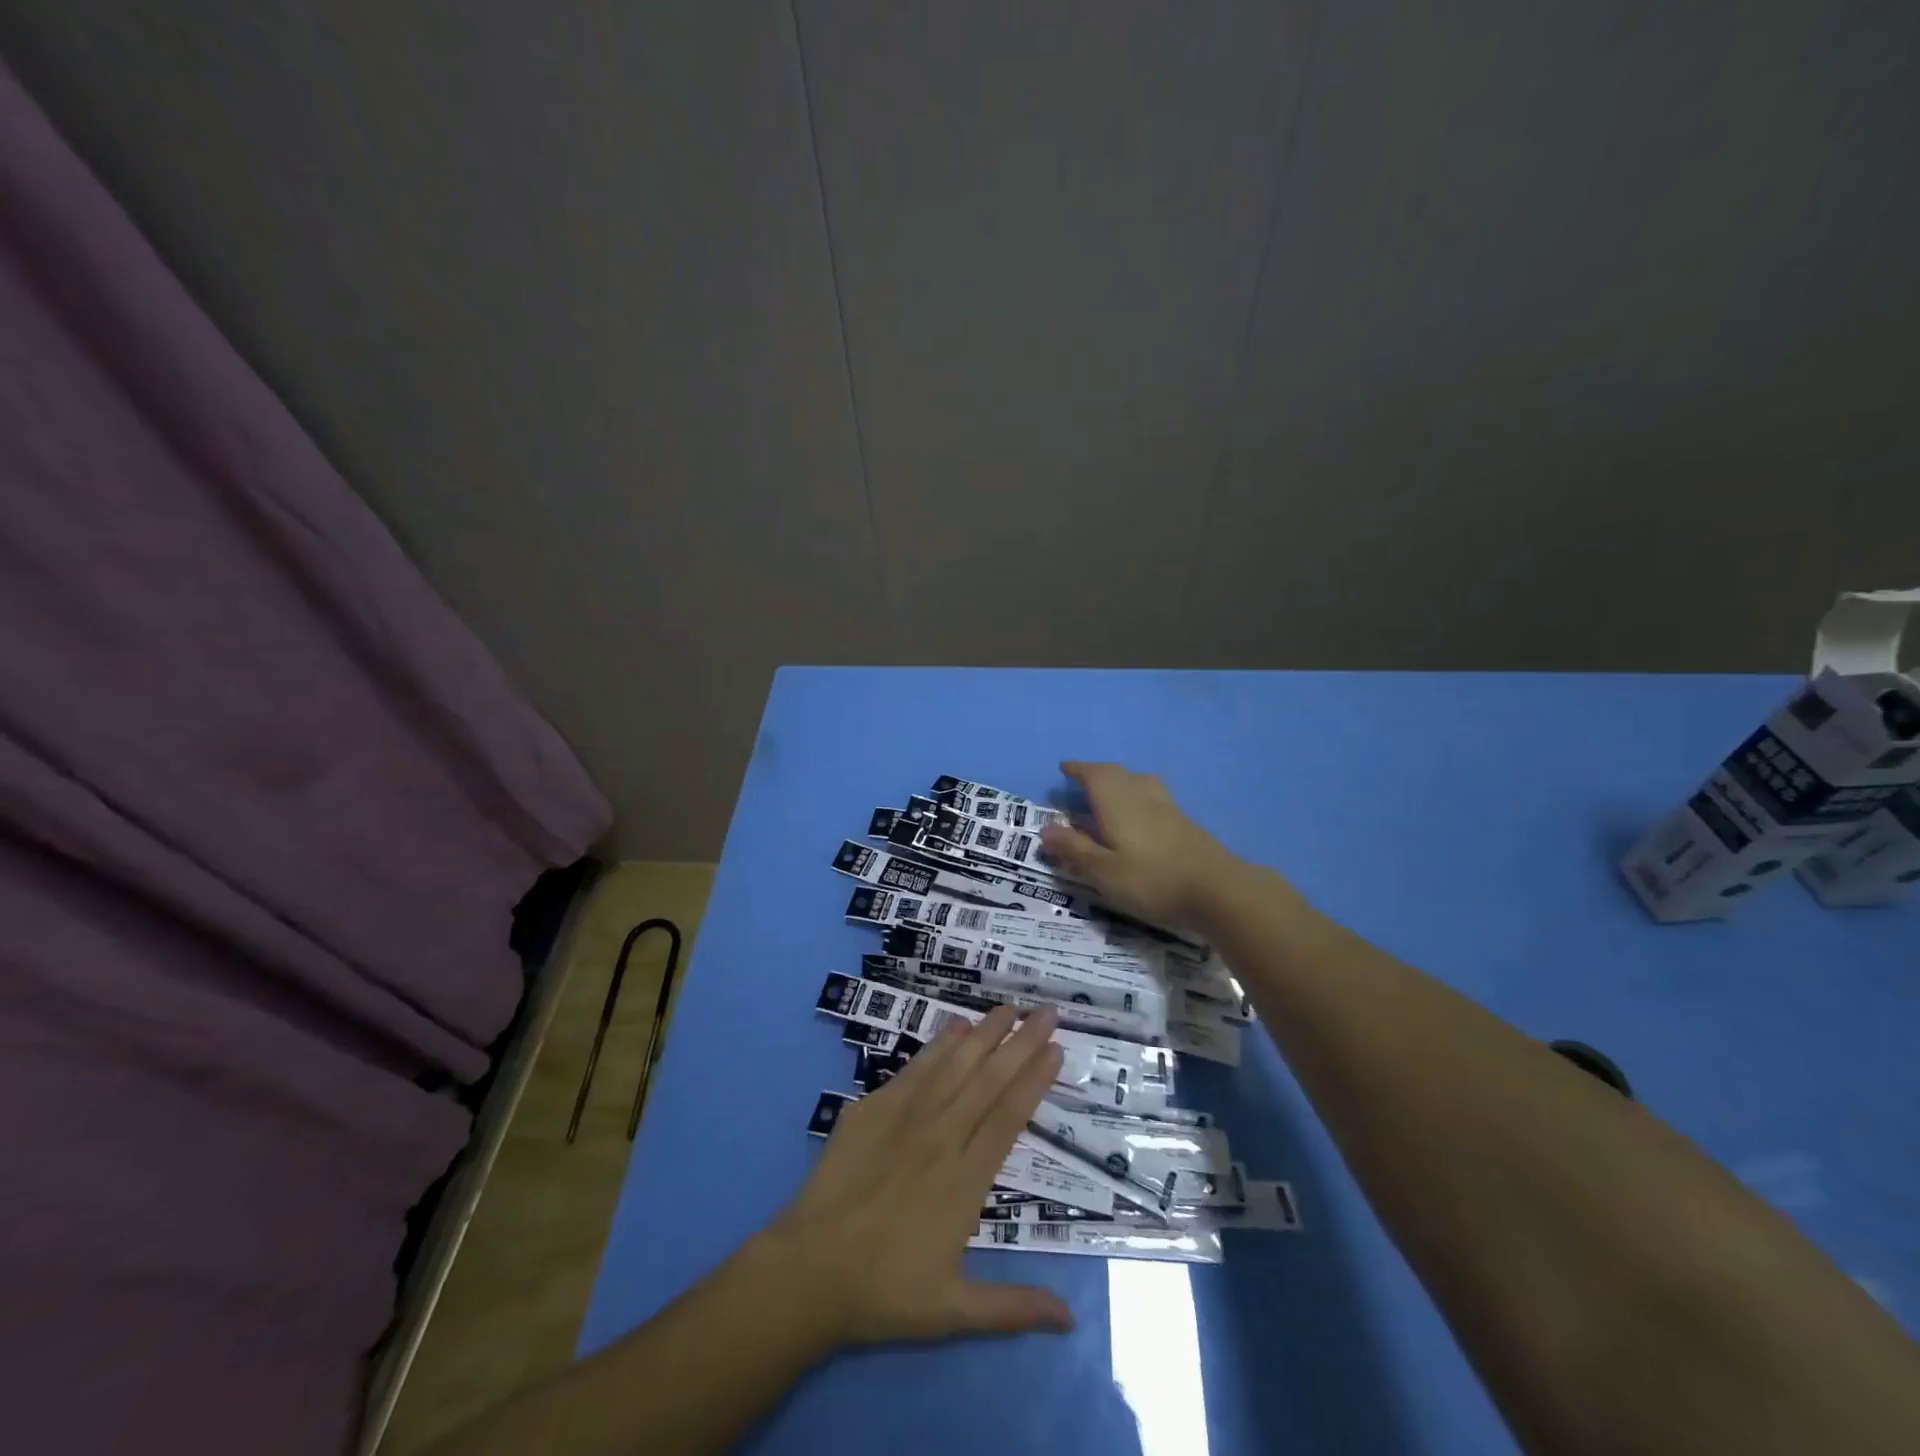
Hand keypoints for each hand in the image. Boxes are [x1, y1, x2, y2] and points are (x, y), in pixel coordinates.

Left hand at [765, 1005, 1072, 1346]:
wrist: (810, 1270)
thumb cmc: (884, 1291)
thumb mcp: (953, 1311)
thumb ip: (1013, 1307)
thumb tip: (1071, 1321)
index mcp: (966, 1179)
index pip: (1010, 1116)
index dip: (1035, 1079)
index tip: (1056, 1048)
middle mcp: (942, 1136)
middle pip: (988, 1080)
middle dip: (1021, 1042)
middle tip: (1047, 1011)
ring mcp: (906, 1117)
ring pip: (955, 1065)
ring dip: (985, 1033)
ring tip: (1009, 1007)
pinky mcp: (873, 1108)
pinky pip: (915, 1068)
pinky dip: (939, 1045)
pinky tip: (956, 1026)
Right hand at [1039, 761, 1239, 927]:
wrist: (1219, 890)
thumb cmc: (1152, 881)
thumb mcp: (1104, 872)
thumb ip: (1074, 849)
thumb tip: (1046, 828)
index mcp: (1117, 802)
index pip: (1093, 775)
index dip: (1078, 770)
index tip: (1064, 768)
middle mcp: (1141, 796)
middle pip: (1117, 774)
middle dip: (1097, 773)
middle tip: (1082, 780)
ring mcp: (1167, 808)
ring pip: (1140, 782)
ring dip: (1121, 781)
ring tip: (1111, 793)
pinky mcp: (1185, 823)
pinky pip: (1154, 796)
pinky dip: (1138, 796)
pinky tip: (1141, 816)